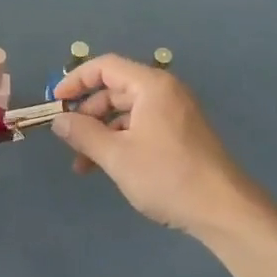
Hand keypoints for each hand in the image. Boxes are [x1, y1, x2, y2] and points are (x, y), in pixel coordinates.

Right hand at [50, 54, 261, 235]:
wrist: (223, 209)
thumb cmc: (167, 176)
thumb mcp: (117, 156)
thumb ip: (84, 134)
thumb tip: (59, 120)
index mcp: (151, 86)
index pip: (105, 67)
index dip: (75, 81)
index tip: (54, 103)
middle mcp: (165, 92)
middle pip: (115, 89)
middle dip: (87, 113)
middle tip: (66, 138)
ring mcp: (175, 114)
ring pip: (127, 113)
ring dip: (101, 133)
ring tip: (82, 165)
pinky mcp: (180, 135)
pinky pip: (142, 127)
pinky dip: (121, 141)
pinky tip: (107, 167)